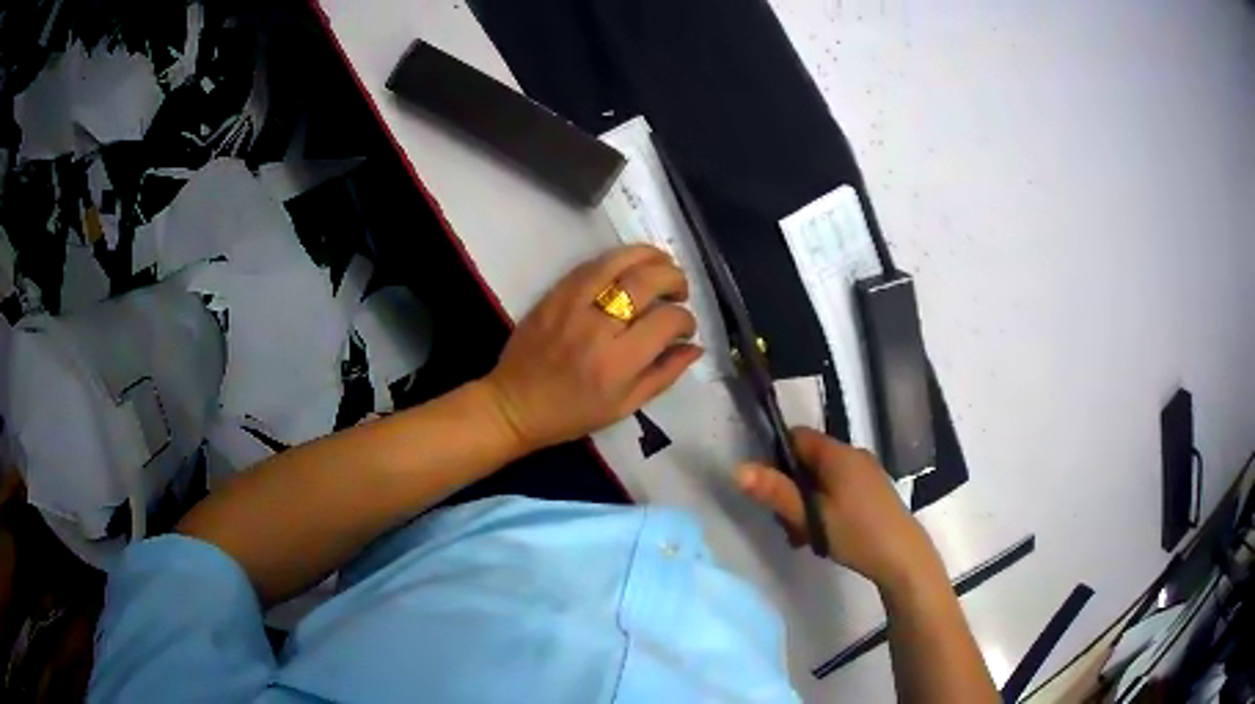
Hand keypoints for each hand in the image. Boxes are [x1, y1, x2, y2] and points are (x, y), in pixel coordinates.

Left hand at [482, 245, 702, 453]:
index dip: (686, 319)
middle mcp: (597, 327)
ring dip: (649, 257)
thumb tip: (695, 346)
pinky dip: (618, 260)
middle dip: (675, 278)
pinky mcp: (554, 293)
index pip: (667, 320)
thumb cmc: (572, 414)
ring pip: (619, 261)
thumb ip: (664, 374)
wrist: (514, 404)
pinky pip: (591, 264)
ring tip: (662, 265)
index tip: (684, 328)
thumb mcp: (625, 407)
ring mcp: (571, 304)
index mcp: (617, 363)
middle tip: (680, 291)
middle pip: (647, 281)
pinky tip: (629, 268)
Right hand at [737, 428, 943, 589]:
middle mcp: (854, 455)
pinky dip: (826, 507)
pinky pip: (840, 489)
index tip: (768, 488)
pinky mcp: (874, 491)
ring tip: (804, 537)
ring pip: (824, 479)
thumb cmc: (855, 533)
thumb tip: (738, 469)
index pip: (798, 436)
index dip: (777, 456)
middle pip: (809, 461)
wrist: (902, 557)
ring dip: (807, 503)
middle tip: (786, 523)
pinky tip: (824, 536)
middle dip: (791, 489)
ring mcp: (867, 473)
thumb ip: (776, 492)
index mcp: (838, 454)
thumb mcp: (810, 516)